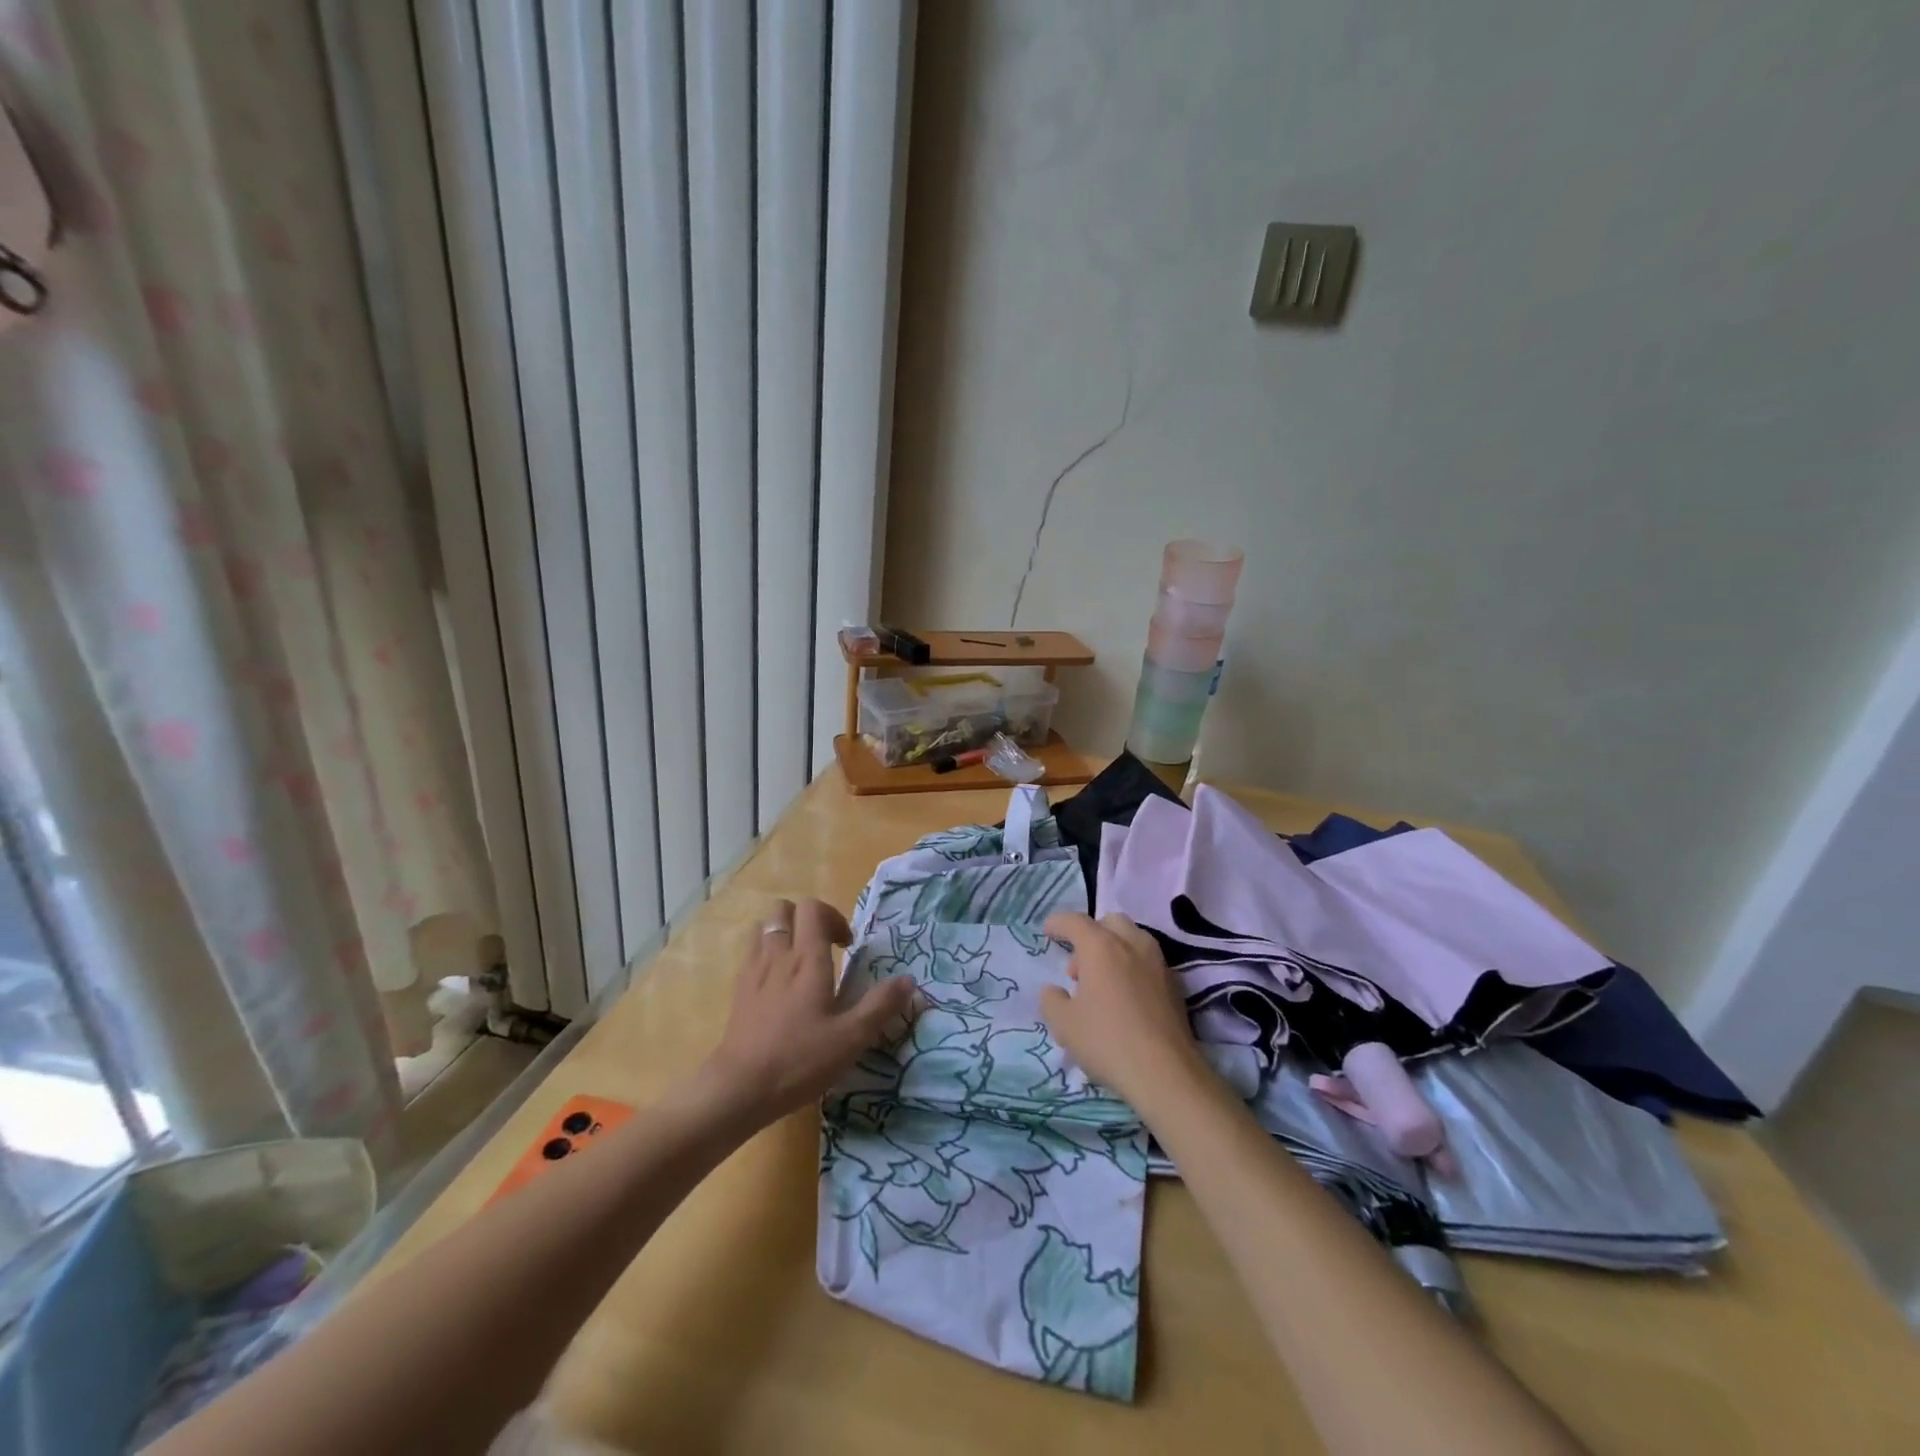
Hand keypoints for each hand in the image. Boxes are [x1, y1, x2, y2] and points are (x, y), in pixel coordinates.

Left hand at [699, 898, 915, 1126]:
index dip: (833, 917)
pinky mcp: (738, 990)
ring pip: (763, 927)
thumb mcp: (851, 1038)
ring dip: (783, 932)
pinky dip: (766, 953)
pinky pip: (751, 952)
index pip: (813, 909)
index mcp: (807, 960)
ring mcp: (754, 971)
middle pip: (784, 909)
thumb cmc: (800, 1060)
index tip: (847, 946)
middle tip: (824, 947)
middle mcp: (778, 955)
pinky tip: (778, 983)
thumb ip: (880, 1005)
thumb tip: (909, 980)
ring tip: (799, 960)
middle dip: (807, 918)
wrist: (739, 1088)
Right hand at [1039, 911, 1205, 1110]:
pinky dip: (1133, 969)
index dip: (1058, 923)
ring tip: (1103, 984)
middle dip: (1091, 935)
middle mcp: (1132, 944)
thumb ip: (1052, 1000)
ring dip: (1114, 950)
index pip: (1075, 921)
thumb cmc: (1107, 1041)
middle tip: (1078, 968)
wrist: (1166, 1073)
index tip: (1048, 931)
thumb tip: (1054, 991)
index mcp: (1101, 946)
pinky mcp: (1176, 985)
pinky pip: (1149, 963)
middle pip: (1110, 923)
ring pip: (1133, 940)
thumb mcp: (1064, 1024)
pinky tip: (1127, 999)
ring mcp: (1159, 963)